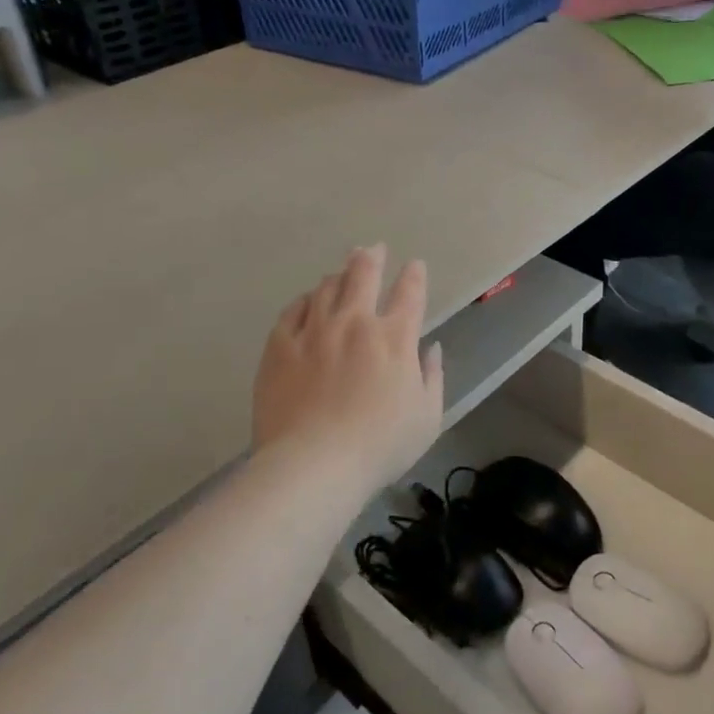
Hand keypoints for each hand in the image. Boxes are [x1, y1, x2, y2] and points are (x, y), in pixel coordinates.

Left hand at [252, 245, 444, 487]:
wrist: (313, 464)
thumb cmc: (379, 446)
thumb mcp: (427, 418)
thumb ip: (433, 377)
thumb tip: (430, 348)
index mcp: (394, 337)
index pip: (410, 292)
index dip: (415, 275)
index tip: (415, 266)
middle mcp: (355, 322)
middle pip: (364, 273)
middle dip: (372, 257)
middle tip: (374, 249)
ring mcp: (314, 330)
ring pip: (327, 287)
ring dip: (339, 275)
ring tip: (342, 271)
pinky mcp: (280, 345)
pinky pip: (293, 310)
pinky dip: (305, 300)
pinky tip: (308, 301)